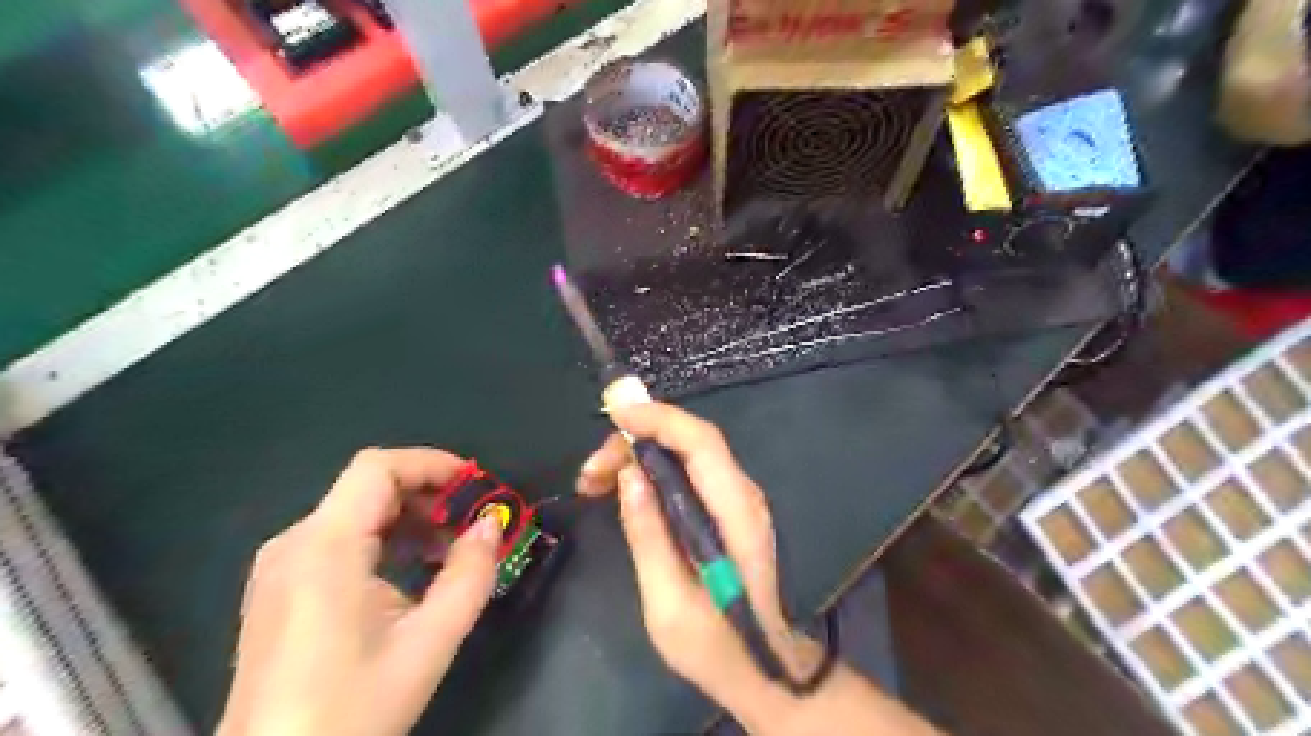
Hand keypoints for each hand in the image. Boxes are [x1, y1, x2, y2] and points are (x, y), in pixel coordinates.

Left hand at [214, 446, 502, 735]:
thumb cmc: (351, 708)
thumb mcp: (429, 643)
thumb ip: (469, 576)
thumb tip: (492, 526)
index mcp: (325, 547)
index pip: (378, 467)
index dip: (432, 464)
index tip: (477, 486)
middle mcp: (294, 543)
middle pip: (368, 486)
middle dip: (428, 494)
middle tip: (472, 523)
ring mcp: (280, 566)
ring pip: (355, 511)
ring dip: (409, 518)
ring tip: (449, 550)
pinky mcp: (279, 587)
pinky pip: (338, 539)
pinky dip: (384, 539)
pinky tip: (410, 572)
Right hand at [576, 407, 816, 726]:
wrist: (766, 669)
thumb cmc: (718, 647)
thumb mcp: (669, 604)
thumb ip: (649, 537)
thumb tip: (629, 476)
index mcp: (736, 514)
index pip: (701, 442)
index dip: (658, 418)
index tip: (613, 415)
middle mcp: (743, 495)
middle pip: (690, 441)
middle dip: (635, 440)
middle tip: (588, 473)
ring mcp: (738, 500)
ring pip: (686, 452)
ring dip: (638, 455)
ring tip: (594, 483)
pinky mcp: (727, 509)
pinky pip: (687, 472)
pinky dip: (651, 470)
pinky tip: (623, 489)